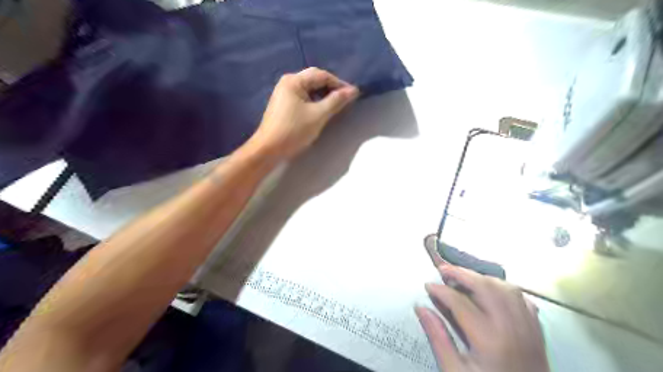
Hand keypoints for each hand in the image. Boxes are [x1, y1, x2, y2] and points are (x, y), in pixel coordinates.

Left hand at [249, 68, 360, 158]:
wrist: (269, 149)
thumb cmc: (294, 131)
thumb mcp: (318, 115)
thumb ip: (336, 101)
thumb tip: (353, 90)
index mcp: (294, 81)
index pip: (322, 75)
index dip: (339, 84)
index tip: (353, 95)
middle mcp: (287, 83)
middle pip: (314, 80)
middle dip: (331, 88)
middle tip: (346, 100)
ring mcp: (283, 94)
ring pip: (309, 89)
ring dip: (324, 95)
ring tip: (336, 106)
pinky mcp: (283, 105)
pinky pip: (303, 98)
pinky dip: (315, 102)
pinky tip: (322, 110)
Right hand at [412, 264, 548, 371]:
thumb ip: (438, 338)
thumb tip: (421, 308)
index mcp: (489, 339)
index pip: (459, 302)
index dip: (440, 290)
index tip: (427, 286)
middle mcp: (512, 327)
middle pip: (485, 286)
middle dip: (461, 273)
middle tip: (443, 271)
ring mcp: (528, 328)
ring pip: (506, 288)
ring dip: (482, 278)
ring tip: (464, 278)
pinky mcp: (537, 331)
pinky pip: (522, 299)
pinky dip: (504, 289)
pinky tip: (492, 292)